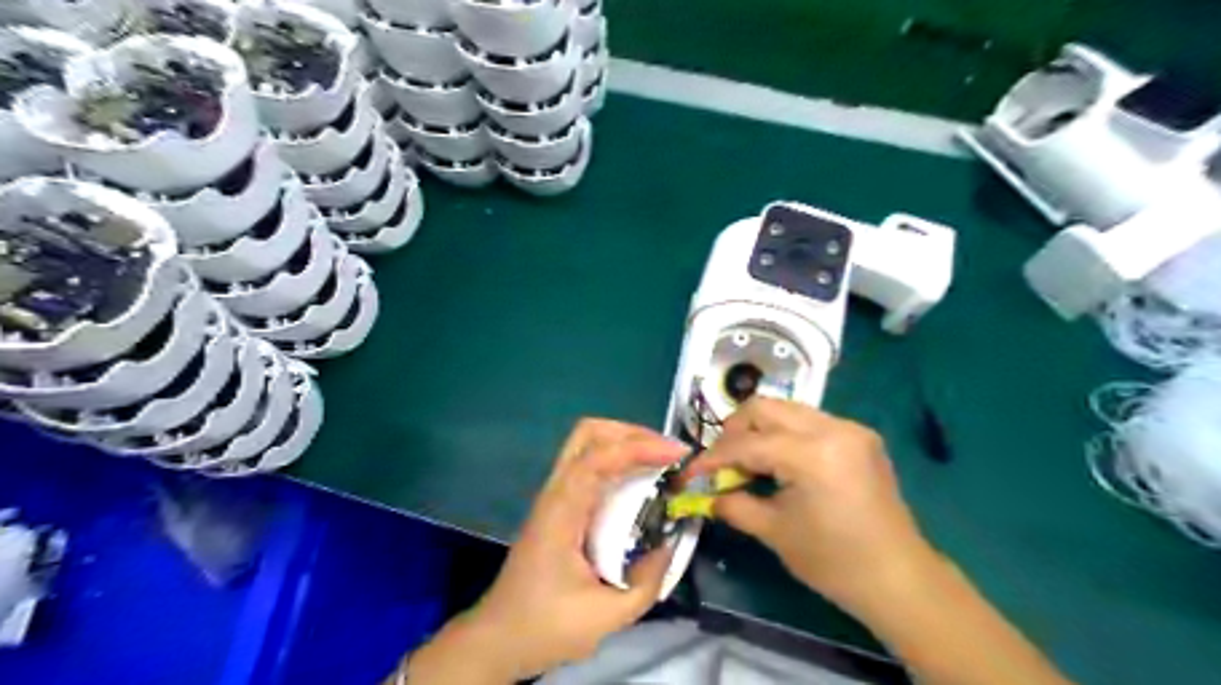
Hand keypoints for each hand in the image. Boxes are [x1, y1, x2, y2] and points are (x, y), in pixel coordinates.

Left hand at [408, 419, 683, 682]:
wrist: (499, 637)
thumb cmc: (545, 626)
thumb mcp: (606, 616)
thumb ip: (647, 582)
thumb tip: (671, 543)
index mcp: (562, 510)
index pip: (597, 458)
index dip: (639, 447)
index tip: (677, 454)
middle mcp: (556, 491)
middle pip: (588, 432)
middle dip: (632, 433)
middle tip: (668, 454)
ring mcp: (555, 494)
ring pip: (588, 442)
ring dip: (626, 442)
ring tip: (661, 462)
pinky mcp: (560, 502)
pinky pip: (591, 463)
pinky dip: (619, 459)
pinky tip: (640, 481)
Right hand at [686, 396, 943, 621]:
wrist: (899, 579)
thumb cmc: (834, 562)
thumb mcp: (774, 532)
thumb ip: (733, 503)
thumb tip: (706, 492)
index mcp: (812, 454)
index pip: (747, 443)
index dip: (713, 458)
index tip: (691, 472)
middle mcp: (833, 428)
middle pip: (764, 407)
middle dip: (734, 431)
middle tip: (721, 462)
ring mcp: (850, 428)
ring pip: (786, 409)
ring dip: (759, 430)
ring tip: (748, 462)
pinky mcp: (859, 436)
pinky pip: (808, 421)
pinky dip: (785, 435)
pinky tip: (780, 463)